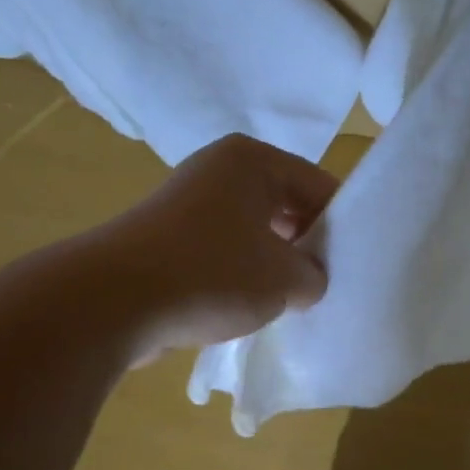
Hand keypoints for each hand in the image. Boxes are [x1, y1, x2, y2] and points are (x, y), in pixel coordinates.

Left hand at [92, 133, 337, 361]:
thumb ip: (315, 276)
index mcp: (252, 160)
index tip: (354, 265)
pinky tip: (251, 309)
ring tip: (292, 303)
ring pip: (253, 233)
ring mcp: (189, 204)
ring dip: (273, 266)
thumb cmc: (213, 273)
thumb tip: (308, 280)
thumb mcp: (285, 278)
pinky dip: (240, 276)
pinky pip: (222, 252)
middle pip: (284, 206)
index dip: (341, 226)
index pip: (318, 185)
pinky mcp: (168, 240)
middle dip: (306, 247)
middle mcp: (219, 171)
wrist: (115, 301)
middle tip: (326, 286)